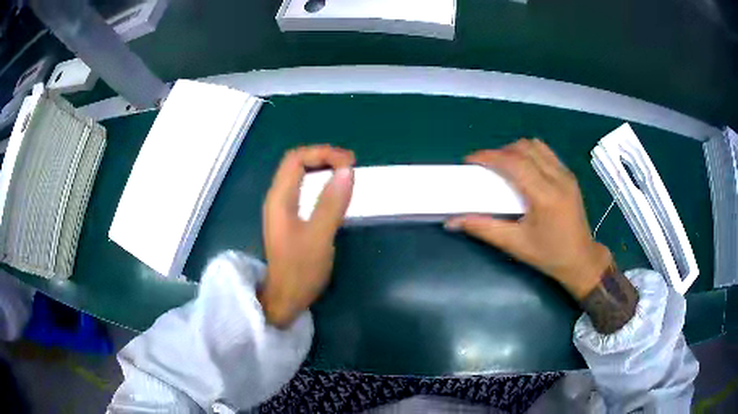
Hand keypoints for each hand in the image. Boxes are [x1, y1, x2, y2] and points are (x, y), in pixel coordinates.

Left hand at [260, 145, 354, 327]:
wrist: (285, 298)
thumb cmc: (300, 270)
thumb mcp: (319, 236)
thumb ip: (332, 203)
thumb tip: (347, 171)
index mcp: (280, 198)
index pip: (297, 158)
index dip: (323, 153)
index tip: (349, 163)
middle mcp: (277, 198)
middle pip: (296, 163)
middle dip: (323, 157)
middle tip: (350, 165)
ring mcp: (281, 209)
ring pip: (299, 176)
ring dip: (321, 168)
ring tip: (345, 173)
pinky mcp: (288, 219)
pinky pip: (303, 190)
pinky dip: (319, 183)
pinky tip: (333, 192)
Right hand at [445, 139, 611, 299]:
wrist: (581, 259)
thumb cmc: (549, 255)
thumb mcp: (515, 244)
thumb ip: (483, 228)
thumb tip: (452, 221)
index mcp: (545, 196)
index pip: (513, 163)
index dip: (489, 156)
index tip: (470, 160)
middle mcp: (558, 178)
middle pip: (523, 148)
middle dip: (499, 152)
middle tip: (484, 166)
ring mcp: (566, 174)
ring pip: (535, 145)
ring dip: (514, 150)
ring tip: (502, 166)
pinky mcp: (569, 175)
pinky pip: (545, 152)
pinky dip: (529, 153)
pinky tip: (522, 168)